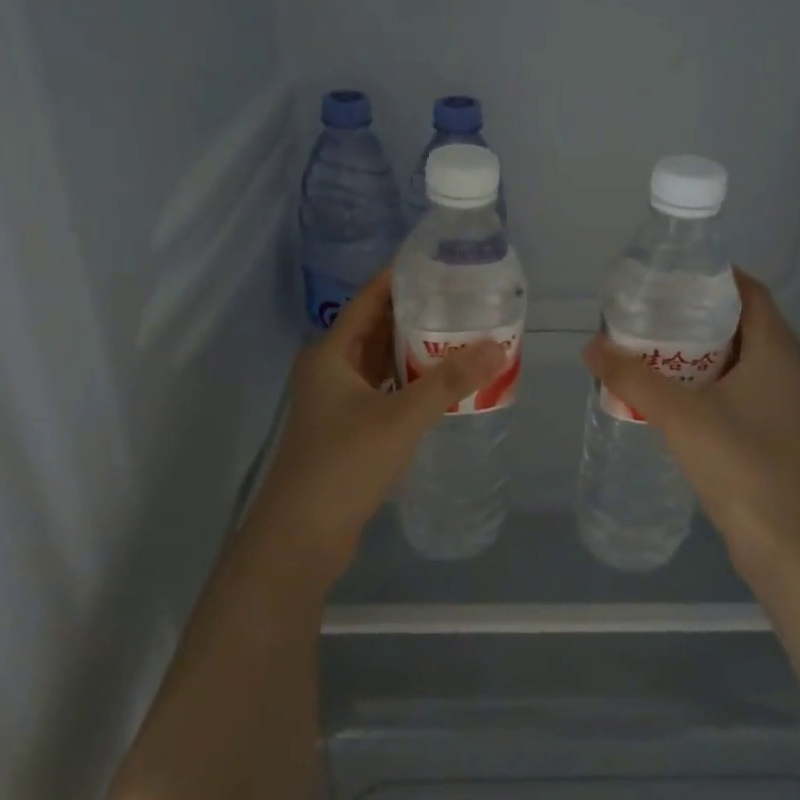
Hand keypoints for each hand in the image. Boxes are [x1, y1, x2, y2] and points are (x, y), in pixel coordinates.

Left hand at [246, 271, 508, 580]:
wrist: (302, 535)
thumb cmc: (345, 463)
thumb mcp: (401, 418)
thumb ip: (449, 382)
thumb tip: (497, 346)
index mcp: (331, 353)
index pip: (369, 299)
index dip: (402, 278)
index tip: (441, 264)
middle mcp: (330, 369)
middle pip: (376, 328)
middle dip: (417, 314)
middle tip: (462, 301)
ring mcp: (336, 401)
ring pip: (380, 362)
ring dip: (414, 350)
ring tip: (461, 335)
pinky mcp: (347, 429)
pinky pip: (383, 390)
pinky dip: (409, 382)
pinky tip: (441, 383)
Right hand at [582, 270, 799, 578]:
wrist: (787, 544)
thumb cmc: (742, 464)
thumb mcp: (680, 415)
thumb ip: (634, 378)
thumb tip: (592, 346)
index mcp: (774, 350)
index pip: (750, 291)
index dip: (714, 277)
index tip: (670, 276)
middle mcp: (782, 369)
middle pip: (740, 323)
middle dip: (695, 314)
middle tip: (648, 312)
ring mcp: (777, 405)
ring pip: (735, 361)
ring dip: (696, 353)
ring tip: (648, 349)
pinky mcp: (767, 434)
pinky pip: (732, 392)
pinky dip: (702, 384)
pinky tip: (667, 397)